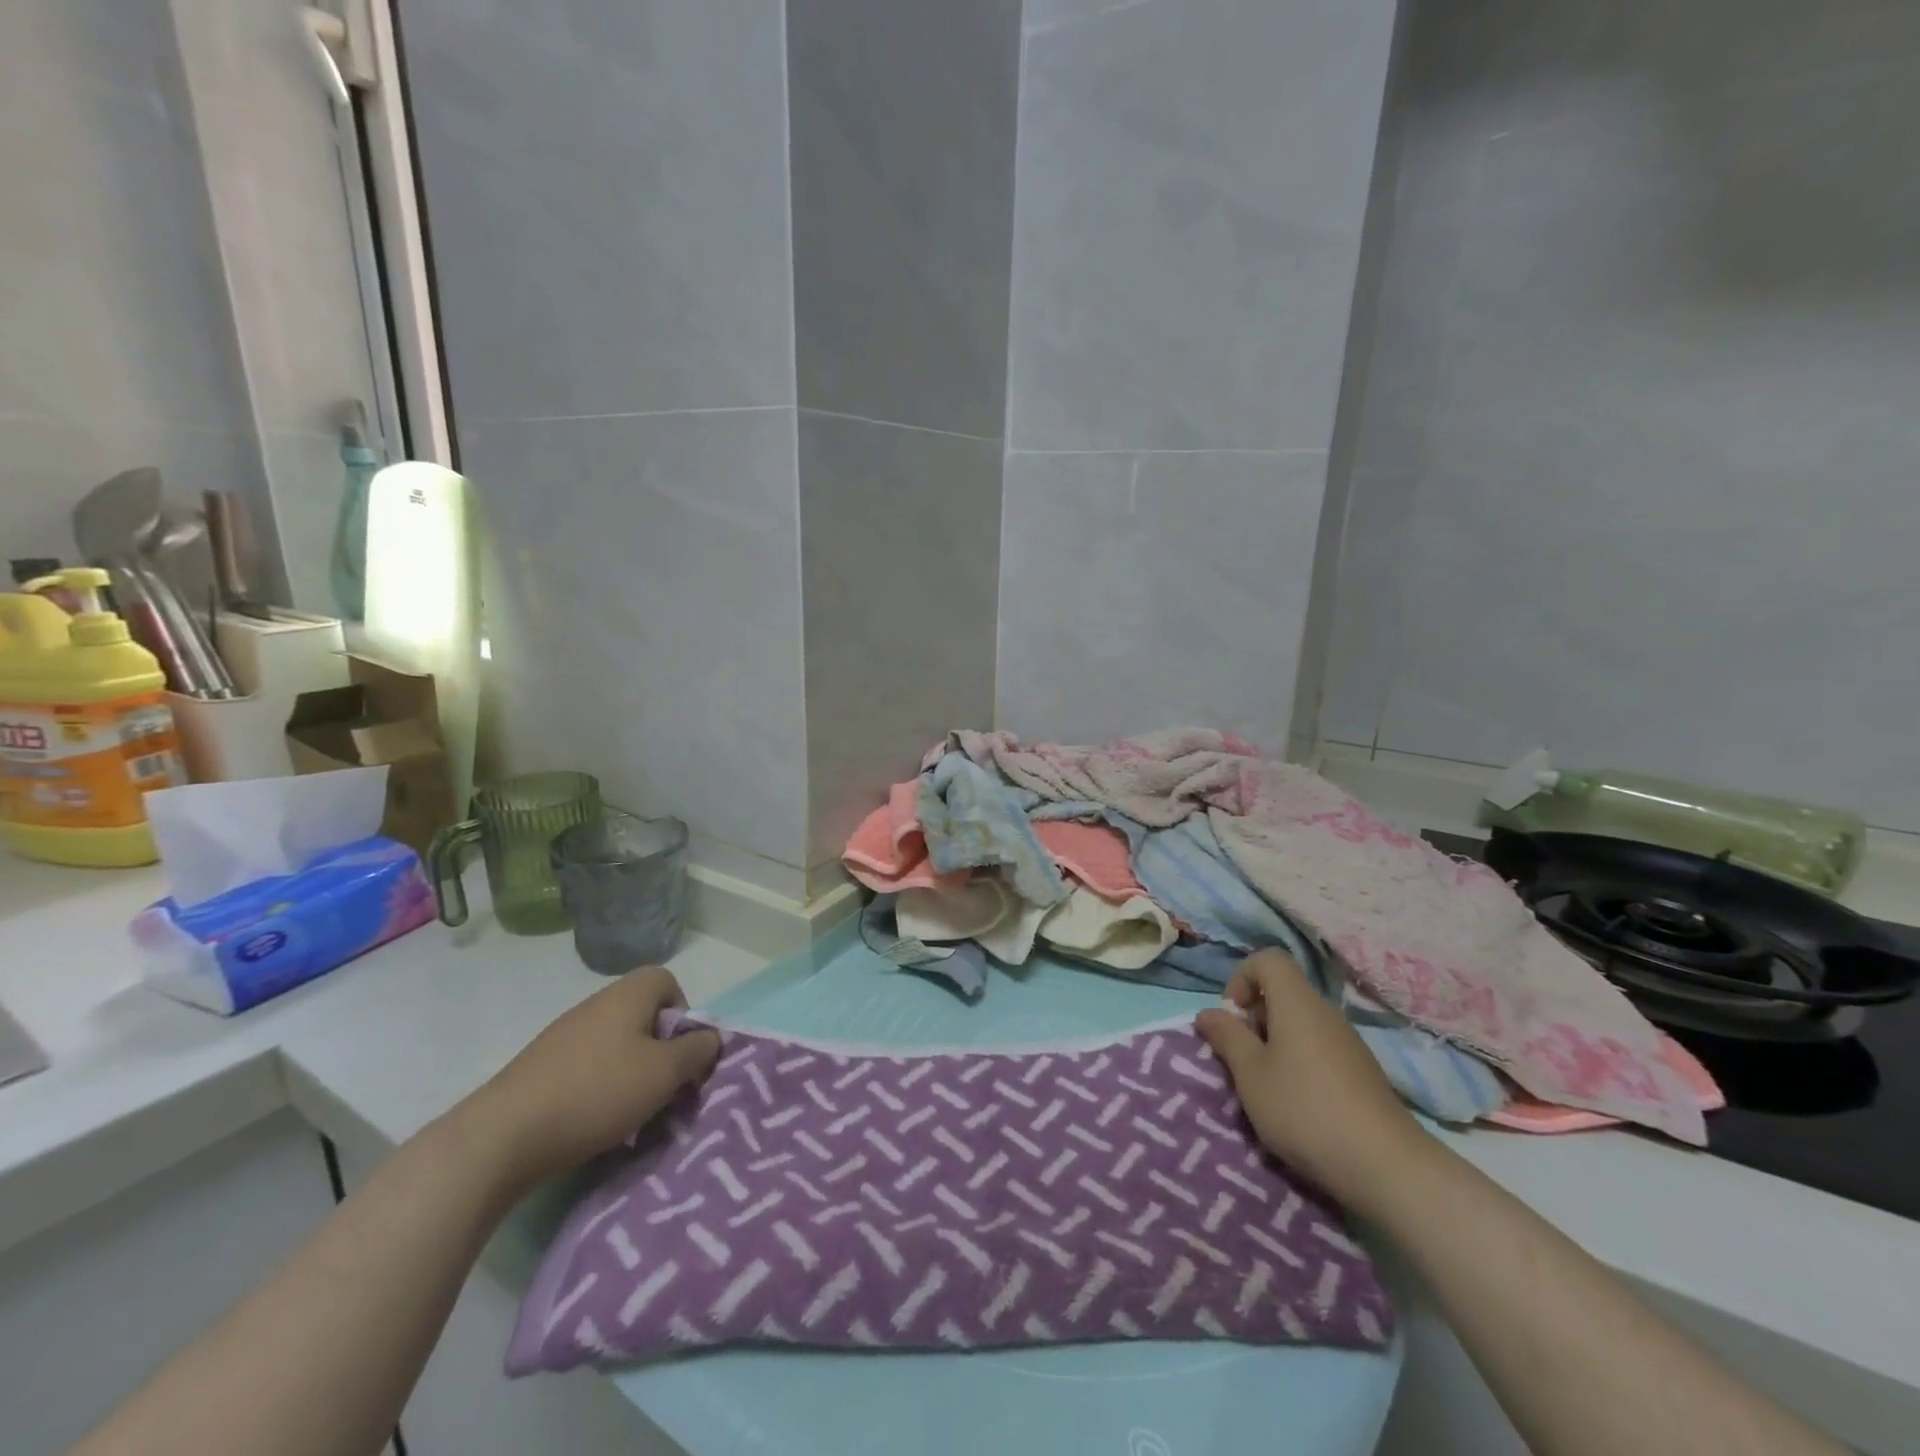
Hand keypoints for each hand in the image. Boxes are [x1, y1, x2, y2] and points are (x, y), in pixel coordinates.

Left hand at [463, 968, 721, 1191]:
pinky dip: (599, 1088)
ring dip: (630, 1073)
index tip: (681, 1052)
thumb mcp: (664, 1074)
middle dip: (659, 1050)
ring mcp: (563, 1035)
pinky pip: (586, 1067)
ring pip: (615, 1044)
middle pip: (642, 1015)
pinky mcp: (540, 1067)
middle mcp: (595, 1005)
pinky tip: (594, 1122)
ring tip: (632, 1113)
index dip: (683, 1013)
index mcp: (627, 996)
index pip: (667, 981)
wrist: (503, 1136)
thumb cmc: (597, 1093)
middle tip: (663, 1087)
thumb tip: (710, 1037)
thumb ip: (696, 1051)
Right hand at [1195, 949, 1422, 1210]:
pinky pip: (1320, 1049)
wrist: (1386, 1167)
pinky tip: (1299, 1106)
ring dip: (1275, 1044)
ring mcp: (1349, 1043)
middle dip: (1255, 1018)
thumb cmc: (1304, 1109)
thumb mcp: (1250, 1074)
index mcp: (1297, 1003)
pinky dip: (1300, 1064)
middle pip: (1283, 993)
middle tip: (1243, 1058)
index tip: (1233, 1017)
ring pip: (1301, 1024)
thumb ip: (1227, 1037)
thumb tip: (1208, 1013)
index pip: (1268, 959)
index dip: (1242, 978)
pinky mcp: (1362, 1073)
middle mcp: (1325, 1013)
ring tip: (1267, 1087)